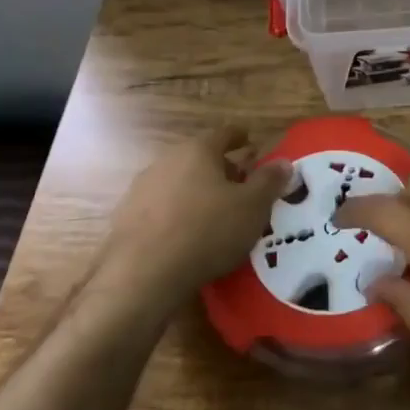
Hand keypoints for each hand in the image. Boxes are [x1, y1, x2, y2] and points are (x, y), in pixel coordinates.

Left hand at [95, 128, 288, 310]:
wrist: (142, 275)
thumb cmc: (206, 231)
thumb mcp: (252, 207)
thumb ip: (269, 182)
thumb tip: (284, 162)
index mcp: (198, 151)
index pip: (224, 134)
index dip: (240, 137)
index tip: (250, 142)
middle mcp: (167, 161)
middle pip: (199, 158)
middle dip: (221, 169)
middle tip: (241, 186)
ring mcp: (141, 189)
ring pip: (178, 183)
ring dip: (197, 192)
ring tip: (215, 214)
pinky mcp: (125, 219)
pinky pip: (161, 208)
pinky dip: (177, 214)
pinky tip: (187, 236)